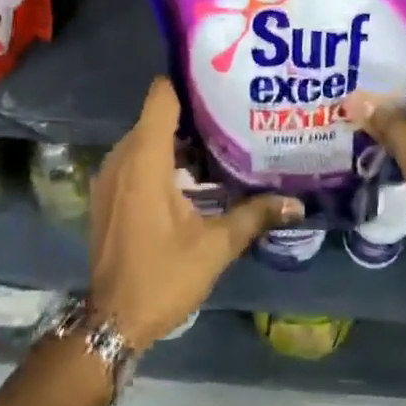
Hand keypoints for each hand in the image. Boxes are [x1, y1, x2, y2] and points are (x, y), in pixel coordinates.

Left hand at [87, 78, 302, 345]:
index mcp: (145, 159)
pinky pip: (136, 159)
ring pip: (146, 139)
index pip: (162, 96)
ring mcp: (110, 177)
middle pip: (157, 116)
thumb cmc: (162, 276)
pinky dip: (162, 159)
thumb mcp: (215, 246)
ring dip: (179, 139)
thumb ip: (255, 216)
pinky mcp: (107, 195)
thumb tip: (298, 203)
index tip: (221, 82)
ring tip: (222, 141)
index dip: (189, 83)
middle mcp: (122, 159)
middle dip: (193, 113)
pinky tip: (194, 177)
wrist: (112, 322)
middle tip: (234, 114)